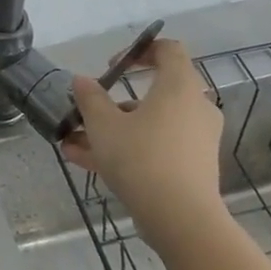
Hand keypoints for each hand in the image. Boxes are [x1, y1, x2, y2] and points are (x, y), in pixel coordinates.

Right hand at [60, 39, 227, 257]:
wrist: (181, 219)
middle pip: (155, 91)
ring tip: (73, 143)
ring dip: (112, 130)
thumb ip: (90, 98)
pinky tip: (86, 162)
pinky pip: (156, 147)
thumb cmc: (141, 158)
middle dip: (114, 101)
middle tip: (88, 110)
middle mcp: (195, 108)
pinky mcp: (192, 166)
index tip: (113, 67)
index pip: (169, 50)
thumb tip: (82, 81)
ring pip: (149, 124)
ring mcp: (196, 139)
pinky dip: (127, 149)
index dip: (139, 51)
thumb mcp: (103, 125)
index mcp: (179, 87)